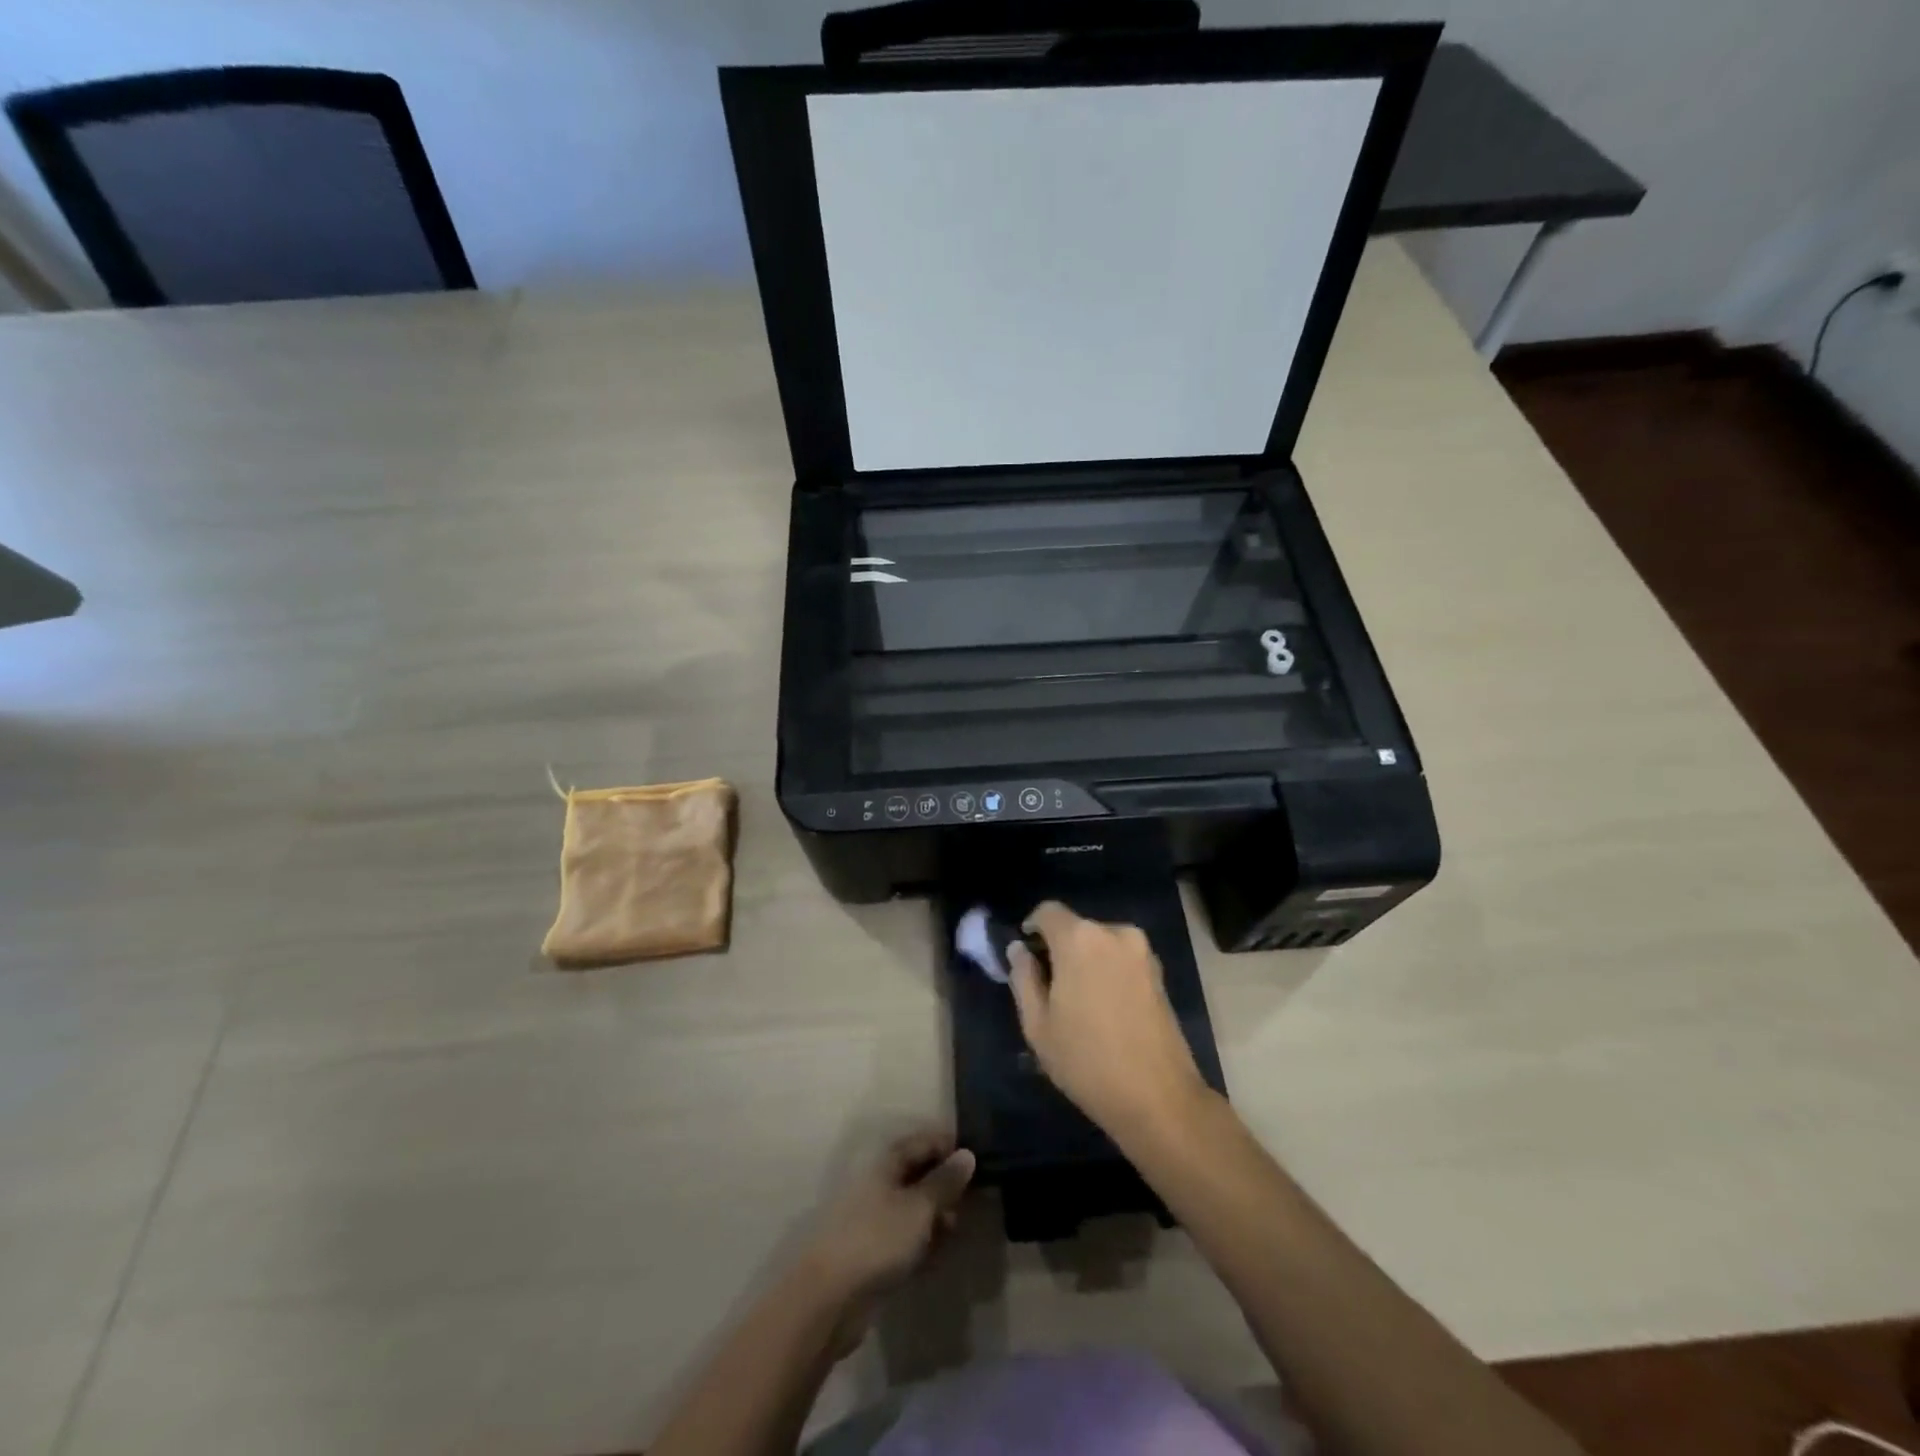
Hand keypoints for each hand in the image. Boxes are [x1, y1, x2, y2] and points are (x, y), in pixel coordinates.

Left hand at [801, 1130, 974, 1314]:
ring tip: (959, 1226)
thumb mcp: (919, 1207)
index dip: (949, 1146)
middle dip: (945, 1183)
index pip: (922, 1142)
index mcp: (885, 1163)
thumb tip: (968, 1154)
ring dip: (936, 1214)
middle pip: (917, 1174)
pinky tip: (942, 1251)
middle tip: (974, 1196)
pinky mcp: (874, 1253)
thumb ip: (944, 1181)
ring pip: (913, 1207)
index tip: (978, 1158)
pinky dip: (924, 1240)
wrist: (830, 1299)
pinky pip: (906, 1237)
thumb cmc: (877, 1239)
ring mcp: (874, 1219)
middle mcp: (878, 1184)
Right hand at [1010, 901, 1211, 1142]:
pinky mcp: (1159, 972)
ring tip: (1078, 1003)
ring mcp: (1142, 951)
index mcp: (1080, 938)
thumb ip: (1023, 978)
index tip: (1026, 957)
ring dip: (1085, 961)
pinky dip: (1107, 972)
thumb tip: (1019, 950)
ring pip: (1100, 944)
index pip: (1047, 911)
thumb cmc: (1087, 1061)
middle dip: (1059, 948)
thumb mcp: (1038, 1025)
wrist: (1158, 1098)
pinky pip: (1121, 959)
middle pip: (1076, 927)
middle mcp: (1114, 933)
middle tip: (1049, 988)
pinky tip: (1104, 1010)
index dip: (1032, 929)